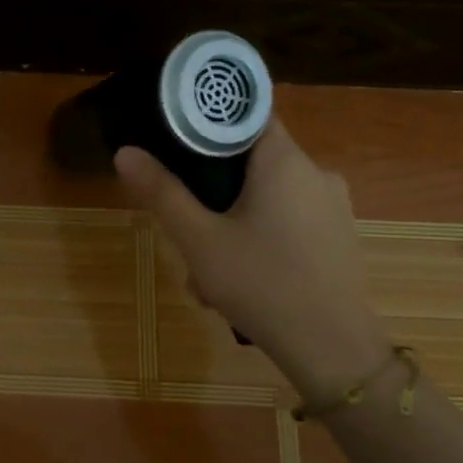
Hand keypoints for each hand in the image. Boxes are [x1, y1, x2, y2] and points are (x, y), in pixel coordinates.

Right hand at [114, 124, 390, 396]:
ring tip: (206, 273)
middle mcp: (315, 173)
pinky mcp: (338, 237)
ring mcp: (332, 207)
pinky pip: (287, 223)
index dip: (209, 121)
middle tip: (185, 228)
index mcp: (284, 161)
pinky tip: (239, 282)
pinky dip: (258, 240)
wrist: (332, 348)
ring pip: (266, 198)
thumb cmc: (261, 284)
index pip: (247, 114)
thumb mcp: (199, 240)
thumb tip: (125, 152)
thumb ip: (162, 193)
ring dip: (231, 224)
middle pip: (251, 162)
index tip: (176, 140)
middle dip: (212, 192)